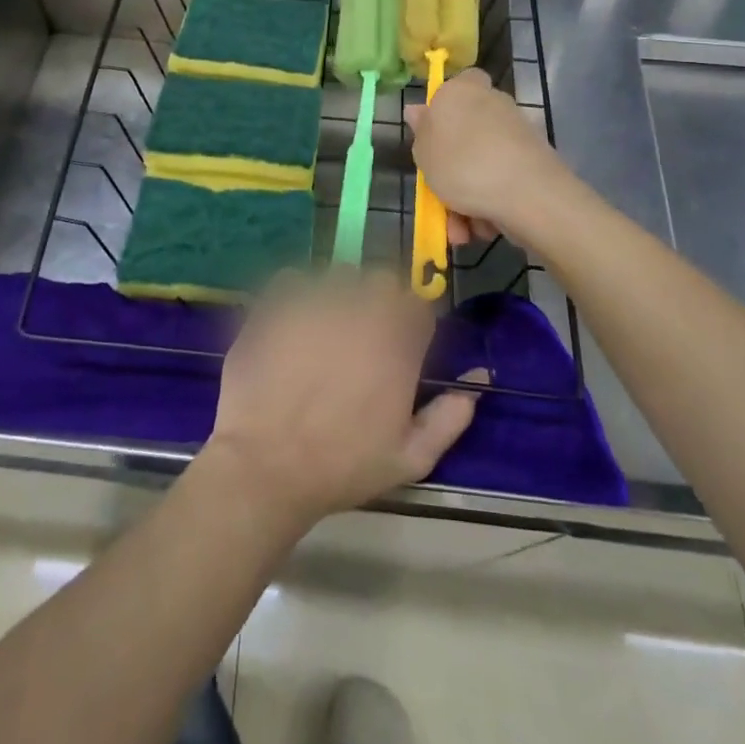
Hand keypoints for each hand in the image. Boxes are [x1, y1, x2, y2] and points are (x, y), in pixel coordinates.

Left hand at [200, 273, 479, 529]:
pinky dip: (295, 294)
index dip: (411, 322)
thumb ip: (450, 417)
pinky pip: (293, 279)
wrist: (266, 466)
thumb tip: (478, 379)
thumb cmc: (342, 467)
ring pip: (338, 276)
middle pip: (381, 281)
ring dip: (338, 295)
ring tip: (323, 330)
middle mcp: (361, 311)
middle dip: (378, 301)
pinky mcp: (276, 302)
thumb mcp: (410, 459)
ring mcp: (316, 301)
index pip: (419, 306)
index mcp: (397, 344)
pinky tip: (291, 324)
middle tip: (361, 336)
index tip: (400, 343)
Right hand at [406, 68, 563, 245]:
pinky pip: (501, 180)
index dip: (443, 108)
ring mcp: (516, 133)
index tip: (432, 137)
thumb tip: (417, 110)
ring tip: (460, 229)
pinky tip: (483, 228)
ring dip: (467, 197)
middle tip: (439, 196)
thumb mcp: (424, 152)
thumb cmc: (463, 165)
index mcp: (462, 91)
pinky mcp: (534, 161)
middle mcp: (493, 103)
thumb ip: (420, 131)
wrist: (528, 195)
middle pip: (465, 132)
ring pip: (481, 164)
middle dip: (451, 169)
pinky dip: (490, 202)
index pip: (457, 84)